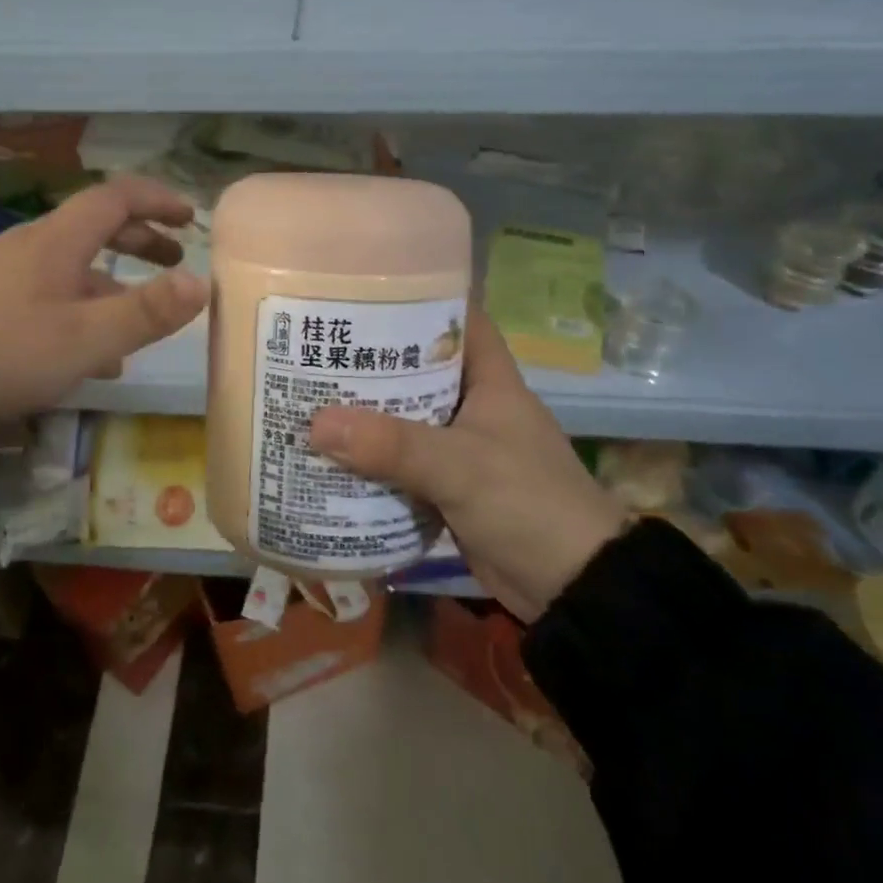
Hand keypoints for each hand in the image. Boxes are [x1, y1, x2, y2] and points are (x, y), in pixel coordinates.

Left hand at [0, 177, 208, 438]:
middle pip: (94, 227)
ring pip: (73, 267)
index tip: (191, 217)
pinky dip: (82, 310)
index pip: (115, 197)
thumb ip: (147, 311)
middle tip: (175, 258)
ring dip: (113, 283)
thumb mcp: (86, 339)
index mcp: (55, 241)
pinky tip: (91, 357)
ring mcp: (4, 275)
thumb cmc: (3, 355)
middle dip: (140, 239)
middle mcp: (29, 247)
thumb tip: (201, 282)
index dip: (157, 199)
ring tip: (141, 321)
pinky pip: (49, 294)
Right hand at [308, 309, 626, 622]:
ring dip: (366, 413)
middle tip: (319, 345)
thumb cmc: (527, 504)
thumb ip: (392, 446)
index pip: (458, 320)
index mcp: (492, 381)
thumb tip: (316, 424)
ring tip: (310, 393)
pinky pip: (403, 463)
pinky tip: (330, 454)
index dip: (419, 300)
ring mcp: (462, 448)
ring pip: (406, 418)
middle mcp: (475, 406)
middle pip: (419, 369)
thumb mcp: (460, 467)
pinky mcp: (450, 488)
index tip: (366, 292)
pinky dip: (372, 459)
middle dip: (373, 359)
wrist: (572, 590)